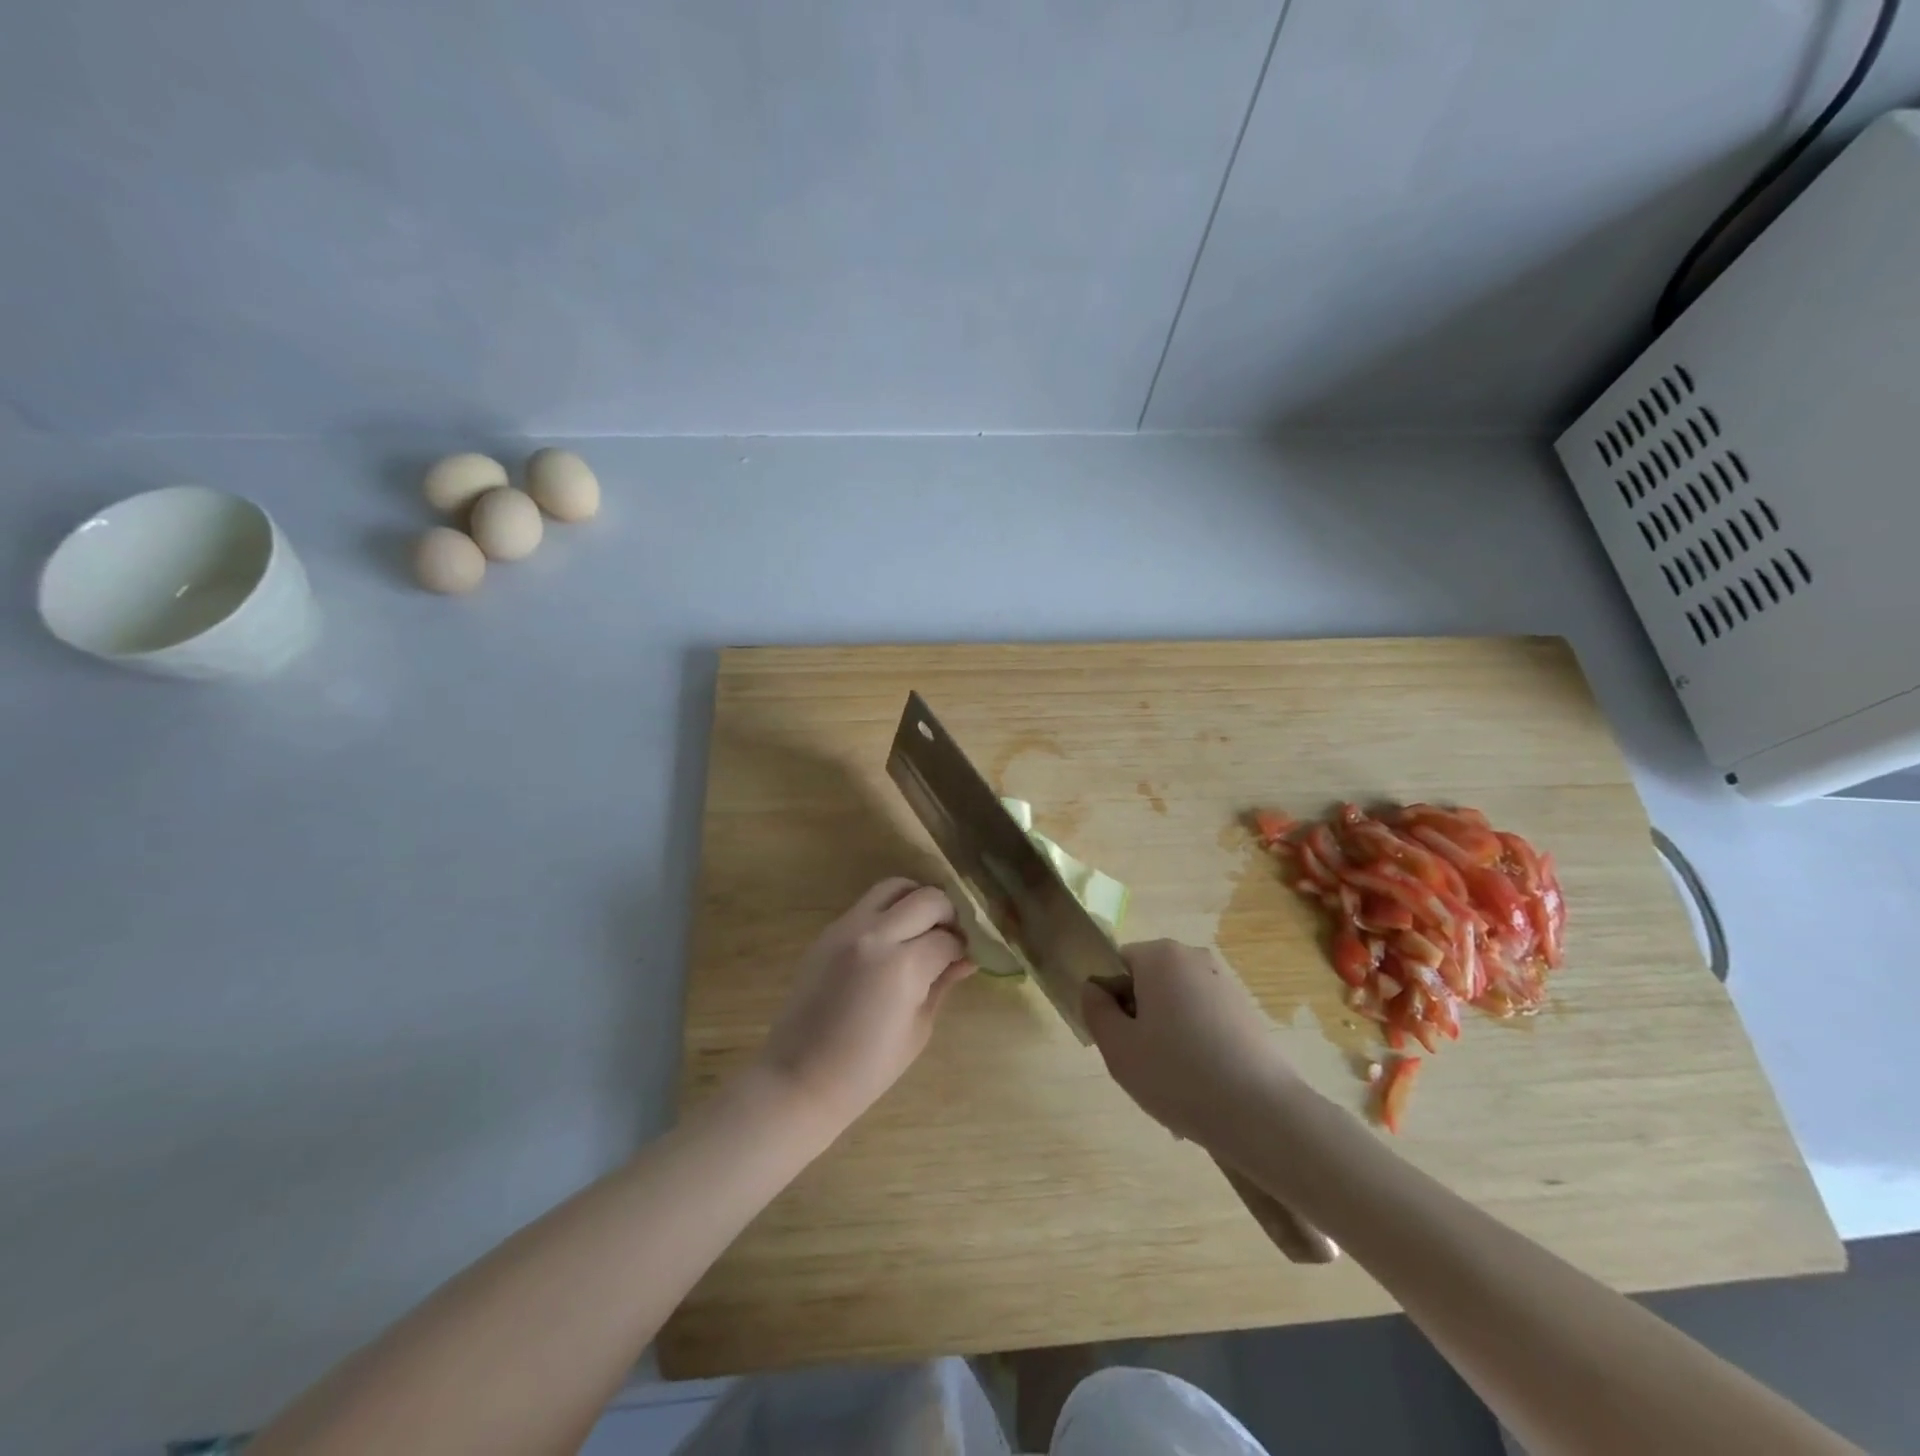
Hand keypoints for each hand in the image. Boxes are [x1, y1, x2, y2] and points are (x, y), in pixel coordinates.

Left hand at [754, 878, 973, 1130]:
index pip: (948, 939)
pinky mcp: (829, 931)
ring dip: (916, 900)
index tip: (966, 959)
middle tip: (951, 939)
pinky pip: (867, 904)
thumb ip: (942, 983)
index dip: (963, 948)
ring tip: (923, 928)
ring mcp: (847, 928)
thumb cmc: (867, 1068)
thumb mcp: (918, 1029)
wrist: (800, 1077)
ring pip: (894, 887)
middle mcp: (876, 934)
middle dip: (947, 915)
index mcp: (903, 966)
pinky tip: (894, 940)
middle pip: (927, 898)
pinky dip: (889, 912)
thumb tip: (966, 958)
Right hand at [1082, 940, 1299, 1147]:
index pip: (1117, 965)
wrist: (1263, 1114)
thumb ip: (1096, 1011)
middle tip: (1142, 1065)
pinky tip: (1202, 1090)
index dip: (1110, 1001)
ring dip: (1168, 1037)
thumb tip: (1094, 989)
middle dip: (1141, 1020)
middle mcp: (1194, 958)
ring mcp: (1225, 984)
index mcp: (1160, 955)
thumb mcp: (1118, 1048)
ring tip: (1174, 1086)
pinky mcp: (1247, 1013)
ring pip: (1177, 1006)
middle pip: (1148, 984)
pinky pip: (1204, 1022)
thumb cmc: (1179, 1075)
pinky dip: (1196, 1047)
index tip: (1118, 1041)